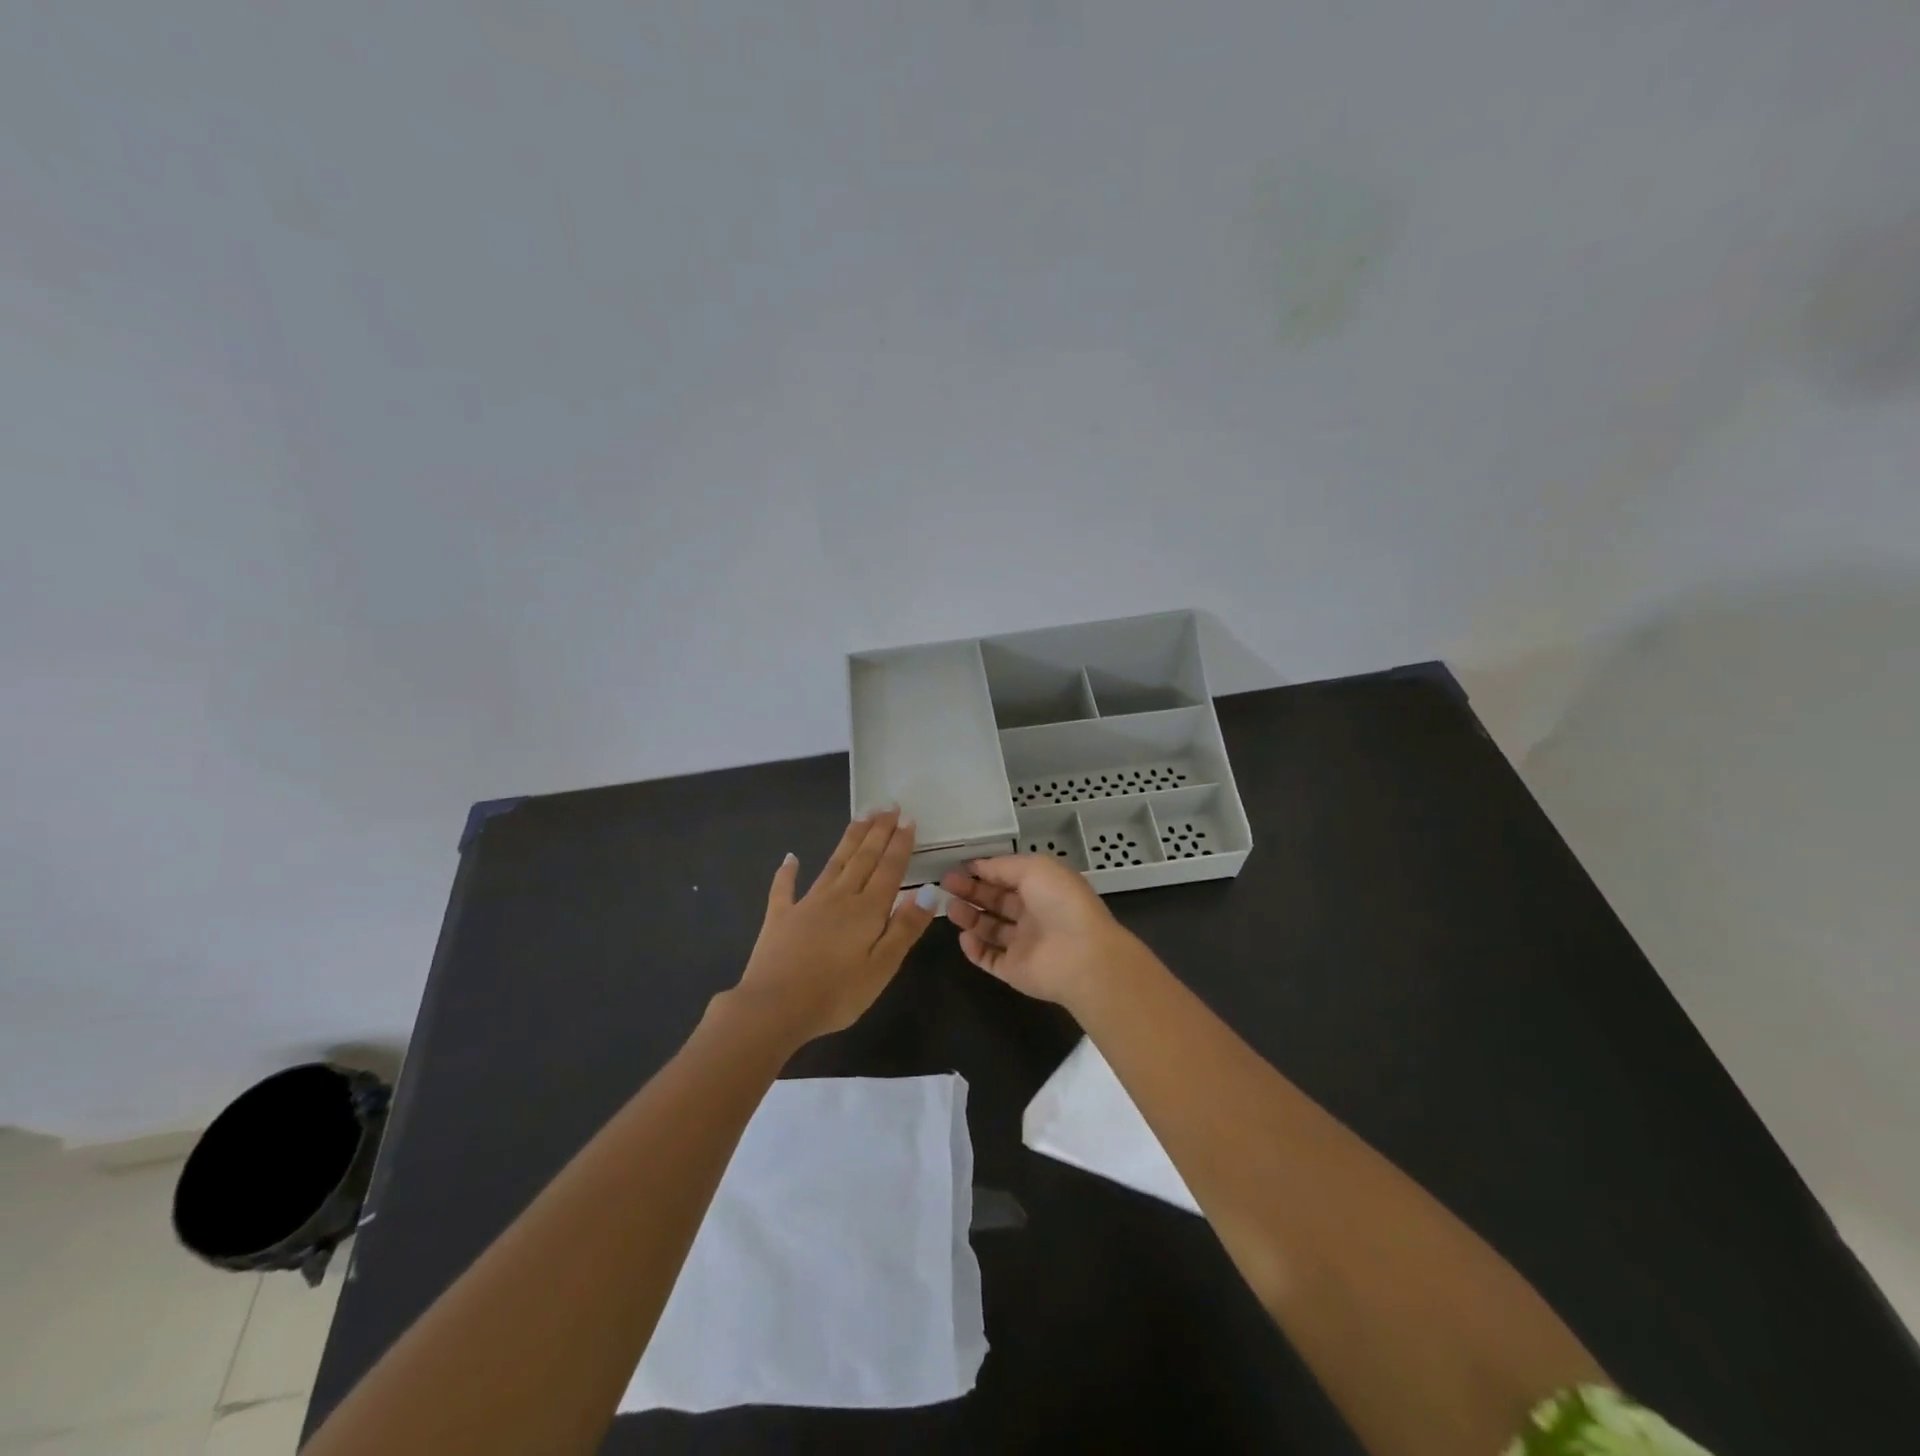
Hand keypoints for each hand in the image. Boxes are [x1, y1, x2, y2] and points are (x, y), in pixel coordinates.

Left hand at [733, 810, 938, 1042]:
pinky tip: (791, 857)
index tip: (908, 818)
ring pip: (834, 863)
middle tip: (888, 806)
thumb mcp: (882, 967)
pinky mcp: (780, 917)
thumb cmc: (836, 994)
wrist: (774, 1008)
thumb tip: (931, 891)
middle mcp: (839, 897)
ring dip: (849, 839)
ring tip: (861, 816)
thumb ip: (905, 927)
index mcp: (867, 910)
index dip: (900, 843)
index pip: (889, 869)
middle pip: (863, 858)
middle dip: (878, 831)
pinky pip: (784, 887)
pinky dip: (788, 871)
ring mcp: (807, 904)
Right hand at [941, 855, 1139, 1008]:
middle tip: (946, 885)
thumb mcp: (1034, 868)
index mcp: (1043, 888)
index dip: (985, 872)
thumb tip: (977, 865)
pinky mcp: (1014, 970)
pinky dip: (974, 949)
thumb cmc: (1060, 903)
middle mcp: (1034, 915)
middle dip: (971, 892)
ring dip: (970, 917)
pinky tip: (963, 937)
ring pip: (990, 929)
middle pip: (996, 902)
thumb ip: (1003, 866)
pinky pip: (989, 959)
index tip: (959, 868)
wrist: (1081, 956)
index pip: (1008, 878)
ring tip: (950, 908)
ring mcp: (1024, 944)